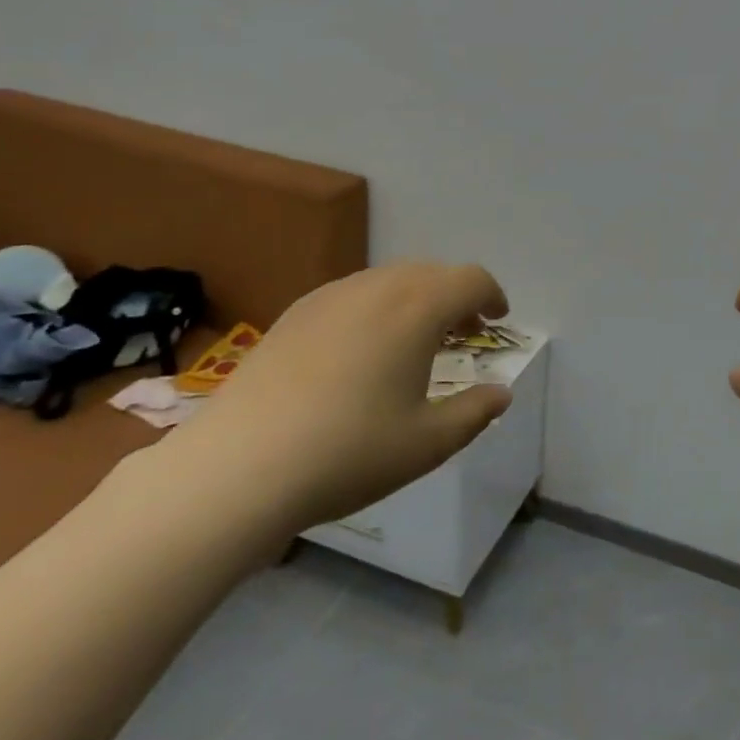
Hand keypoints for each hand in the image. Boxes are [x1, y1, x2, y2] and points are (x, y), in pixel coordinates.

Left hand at [159, 263, 513, 540]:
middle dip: (457, 296)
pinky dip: (378, 308)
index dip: (493, 295)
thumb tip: (501, 393)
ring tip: (417, 342)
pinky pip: (354, 294)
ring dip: (417, 300)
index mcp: (418, 308)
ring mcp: (330, 296)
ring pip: (390, 280)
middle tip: (465, 332)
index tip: (498, 319)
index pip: (471, 279)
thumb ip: (475, 412)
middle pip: (432, 273)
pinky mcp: (295, 314)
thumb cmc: (349, 452)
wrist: (238, 466)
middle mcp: (377, 287)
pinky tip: (364, 351)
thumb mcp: (428, 443)